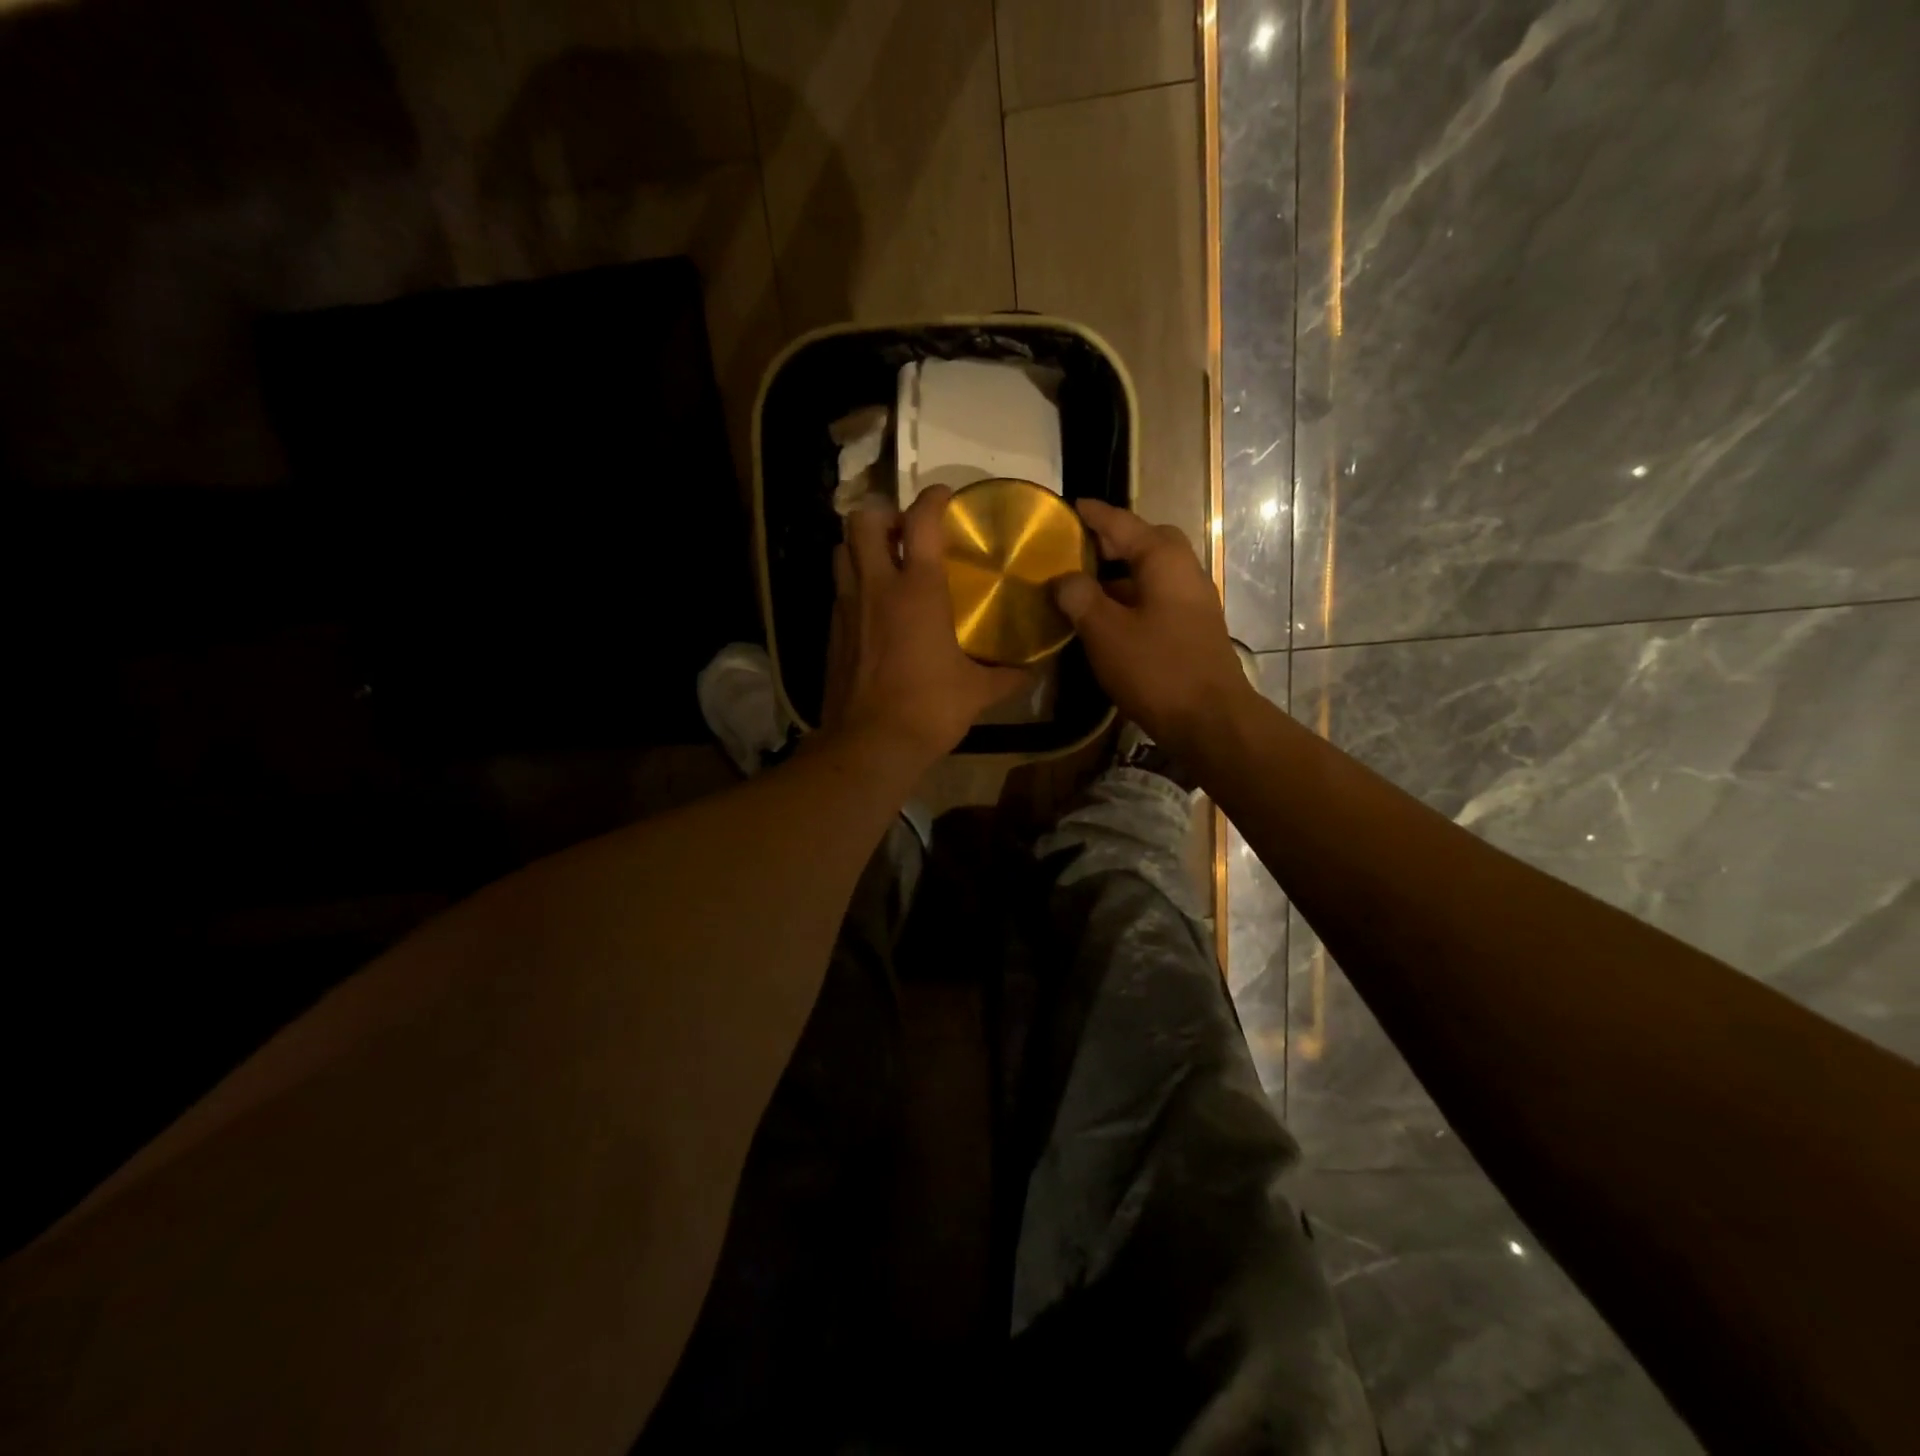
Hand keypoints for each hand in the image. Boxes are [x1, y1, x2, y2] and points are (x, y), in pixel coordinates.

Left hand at [819, 485, 1027, 765]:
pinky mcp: (832, 632)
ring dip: (861, 546)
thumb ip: (1007, 676)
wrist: (870, 743)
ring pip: (841, 550)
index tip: (945, 497)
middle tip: (904, 532)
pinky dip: (853, 584)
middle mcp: (876, 587)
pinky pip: (839, 589)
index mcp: (917, 590)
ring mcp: (848, 608)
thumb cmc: (930, 709)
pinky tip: (874, 608)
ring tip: (885, 562)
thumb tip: (1032, 671)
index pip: (920, 521)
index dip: (933, 498)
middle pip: (862, 520)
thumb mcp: (977, 692)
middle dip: (882, 513)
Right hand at [1053, 499, 1256, 760]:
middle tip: (1081, 548)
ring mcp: (1193, 603)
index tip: (1072, 505)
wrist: (1210, 720)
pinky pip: (1157, 600)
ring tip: (1086, 584)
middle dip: (1115, 541)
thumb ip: (1081, 598)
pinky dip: (1132, 599)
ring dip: (1121, 574)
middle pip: (1148, 544)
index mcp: (1164, 561)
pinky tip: (1109, 619)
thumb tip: (1064, 578)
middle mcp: (1185, 572)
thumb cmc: (1156, 669)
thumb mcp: (1106, 632)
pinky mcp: (1193, 630)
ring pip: (1153, 574)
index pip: (1124, 524)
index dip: (1095, 515)